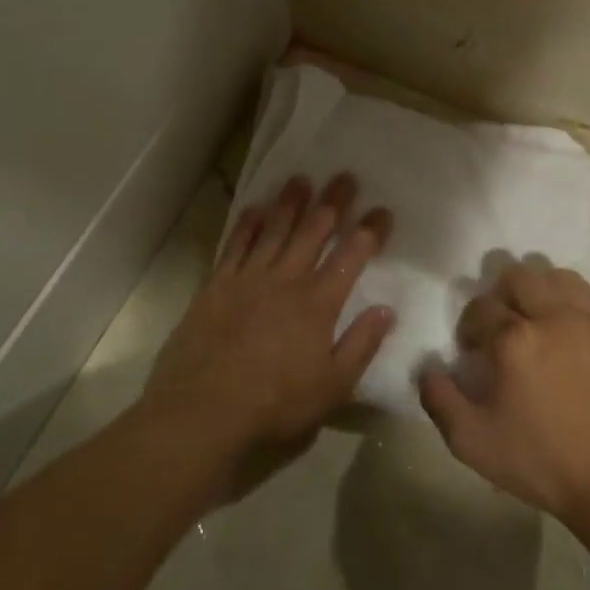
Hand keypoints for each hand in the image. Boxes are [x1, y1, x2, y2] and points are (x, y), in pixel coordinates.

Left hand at [139, 174, 393, 486]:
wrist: (202, 412)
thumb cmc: (275, 405)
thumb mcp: (332, 387)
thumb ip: (361, 345)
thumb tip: (387, 309)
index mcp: (318, 304)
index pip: (351, 256)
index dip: (370, 231)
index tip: (383, 210)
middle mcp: (286, 281)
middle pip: (313, 231)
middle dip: (332, 203)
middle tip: (345, 177)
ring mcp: (248, 279)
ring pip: (274, 230)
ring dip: (290, 202)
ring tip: (302, 179)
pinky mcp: (216, 285)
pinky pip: (236, 245)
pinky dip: (248, 224)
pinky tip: (256, 208)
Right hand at [418, 264, 589, 518]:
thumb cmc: (542, 461)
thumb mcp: (472, 443)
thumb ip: (440, 401)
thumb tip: (428, 369)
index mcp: (514, 340)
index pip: (480, 307)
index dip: (469, 325)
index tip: (472, 351)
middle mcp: (553, 317)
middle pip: (519, 277)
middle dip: (501, 295)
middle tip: (501, 327)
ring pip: (561, 277)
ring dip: (541, 289)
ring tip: (538, 318)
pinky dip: (583, 302)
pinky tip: (576, 324)